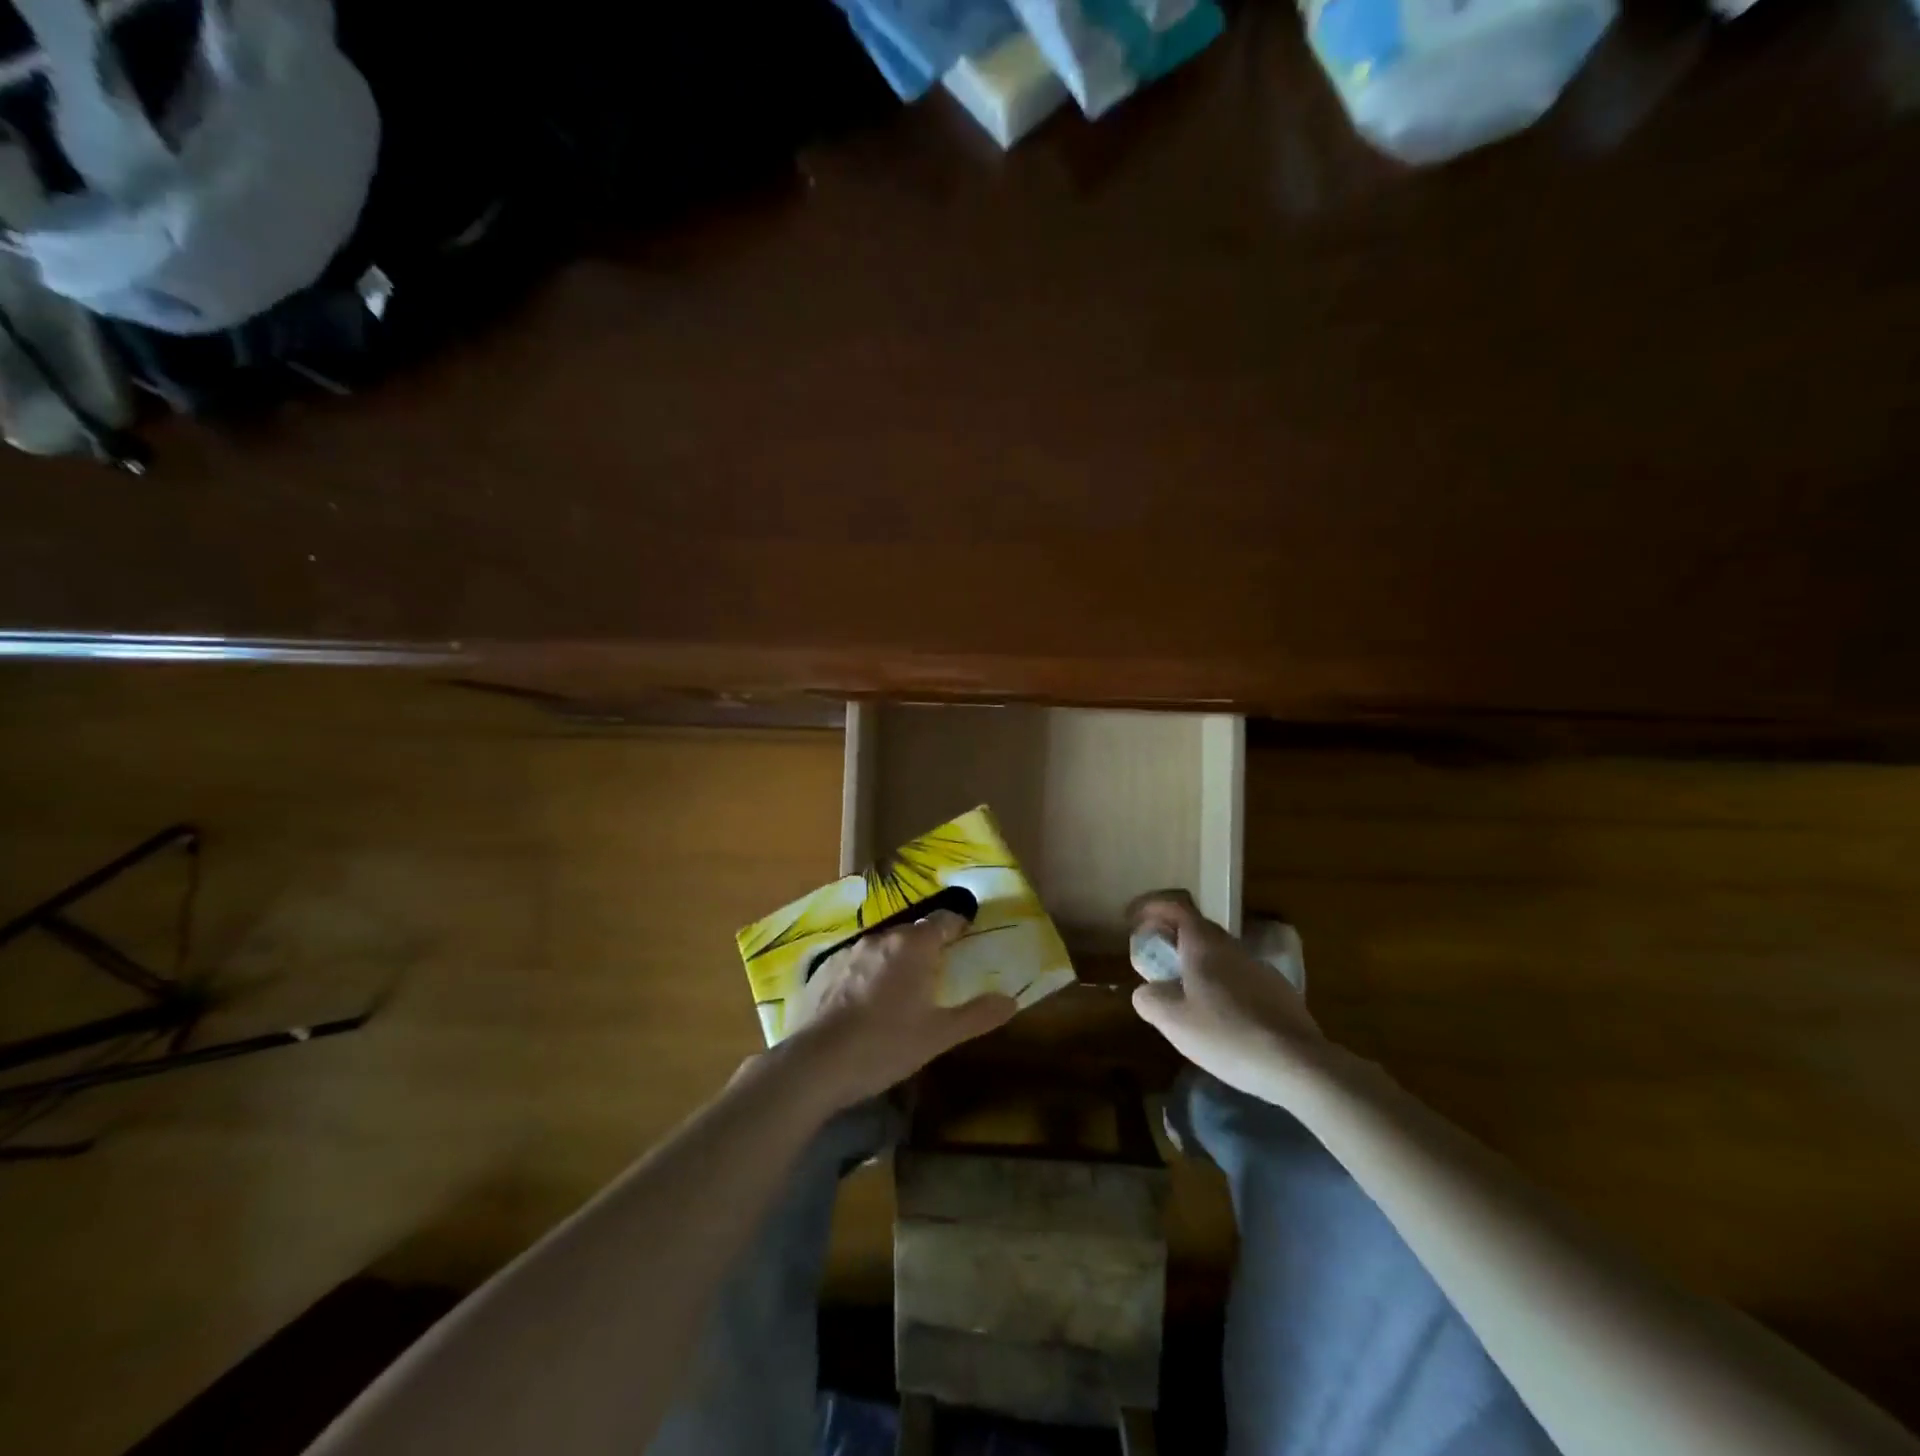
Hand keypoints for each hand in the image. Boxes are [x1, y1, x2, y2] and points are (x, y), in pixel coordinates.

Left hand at [787, 910, 1016, 1111]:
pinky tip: (867, 1003)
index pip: (944, 920)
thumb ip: (976, 1015)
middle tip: (939, 972)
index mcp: (913, 945)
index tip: (968, 937)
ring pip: (883, 947)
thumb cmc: (885, 1045)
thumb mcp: (938, 1035)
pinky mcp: (825, 969)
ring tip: (904, 989)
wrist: (817, 1063)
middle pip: (913, 932)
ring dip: (897, 960)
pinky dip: (868, 974)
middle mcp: (882, 938)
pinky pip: (857, 963)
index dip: (958, 925)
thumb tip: (1010, 1000)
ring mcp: (849, 952)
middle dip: (928, 946)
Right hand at [1128, 891, 1328, 1101]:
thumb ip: (1149, 999)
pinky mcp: (1279, 993)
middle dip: (1173, 939)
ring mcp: (1260, 968)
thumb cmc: (1227, 1035)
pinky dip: (1221, 985)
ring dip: (1198, 964)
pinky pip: (1240, 978)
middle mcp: (1233, 947)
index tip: (1134, 921)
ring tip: (1185, 994)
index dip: (1152, 908)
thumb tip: (1146, 991)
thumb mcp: (1173, 1021)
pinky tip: (1221, 1019)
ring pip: (1220, 955)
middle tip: (1155, 961)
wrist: (1298, 1064)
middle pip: (1198, 930)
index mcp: (1204, 945)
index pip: (1175, 908)